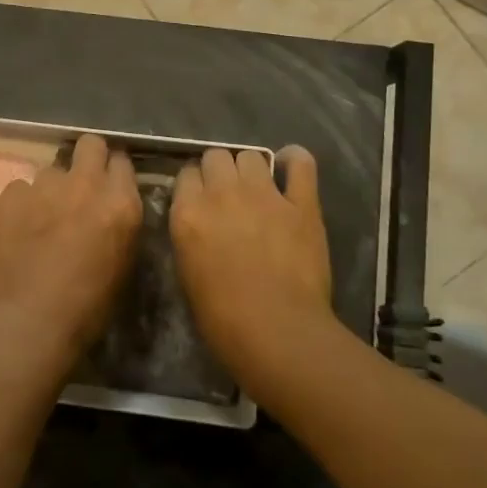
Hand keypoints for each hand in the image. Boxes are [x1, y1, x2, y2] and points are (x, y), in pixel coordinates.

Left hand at [0, 134, 142, 363]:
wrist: (30, 322)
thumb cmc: (87, 307)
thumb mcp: (123, 263)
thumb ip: (120, 223)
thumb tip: (111, 208)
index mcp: (120, 203)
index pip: (122, 162)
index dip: (114, 172)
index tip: (109, 185)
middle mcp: (85, 184)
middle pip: (90, 143)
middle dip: (88, 158)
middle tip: (81, 185)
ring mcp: (44, 186)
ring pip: (52, 169)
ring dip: (53, 187)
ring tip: (44, 216)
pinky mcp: (10, 196)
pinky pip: (21, 188)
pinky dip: (23, 203)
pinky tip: (19, 228)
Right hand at [170, 146, 333, 385]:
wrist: (277, 332)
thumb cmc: (222, 318)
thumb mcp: (187, 272)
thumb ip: (189, 235)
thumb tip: (197, 221)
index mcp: (188, 212)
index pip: (185, 173)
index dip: (194, 185)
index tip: (200, 199)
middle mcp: (222, 193)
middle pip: (215, 156)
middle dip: (219, 171)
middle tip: (228, 195)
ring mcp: (264, 194)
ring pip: (250, 155)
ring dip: (250, 169)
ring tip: (257, 189)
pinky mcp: (301, 203)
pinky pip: (300, 163)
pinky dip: (295, 160)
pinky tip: (290, 168)